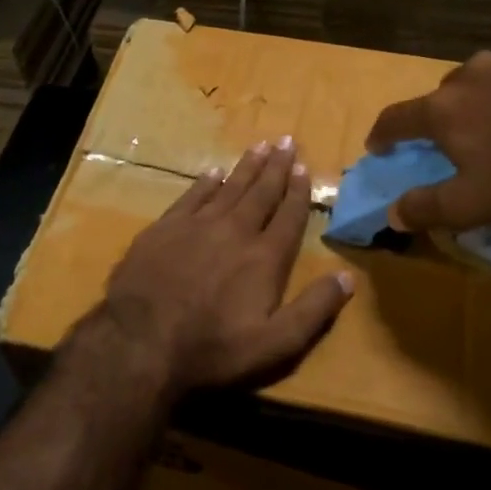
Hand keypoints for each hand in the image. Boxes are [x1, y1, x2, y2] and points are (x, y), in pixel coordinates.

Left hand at [97, 137, 353, 398]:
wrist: (141, 342)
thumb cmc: (213, 348)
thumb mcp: (275, 344)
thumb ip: (314, 310)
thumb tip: (349, 277)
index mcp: (265, 258)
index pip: (289, 216)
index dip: (298, 192)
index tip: (304, 167)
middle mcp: (235, 231)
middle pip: (261, 193)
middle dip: (276, 167)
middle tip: (286, 141)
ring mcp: (197, 226)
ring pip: (229, 187)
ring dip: (246, 167)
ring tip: (260, 146)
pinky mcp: (164, 228)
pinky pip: (191, 196)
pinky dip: (205, 182)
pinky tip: (213, 171)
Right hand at [365, 37, 490, 231]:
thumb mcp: (472, 205)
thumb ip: (425, 208)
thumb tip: (391, 214)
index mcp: (444, 109)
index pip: (396, 118)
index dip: (383, 134)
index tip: (379, 146)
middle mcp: (472, 72)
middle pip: (446, 94)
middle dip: (448, 115)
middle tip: (466, 140)